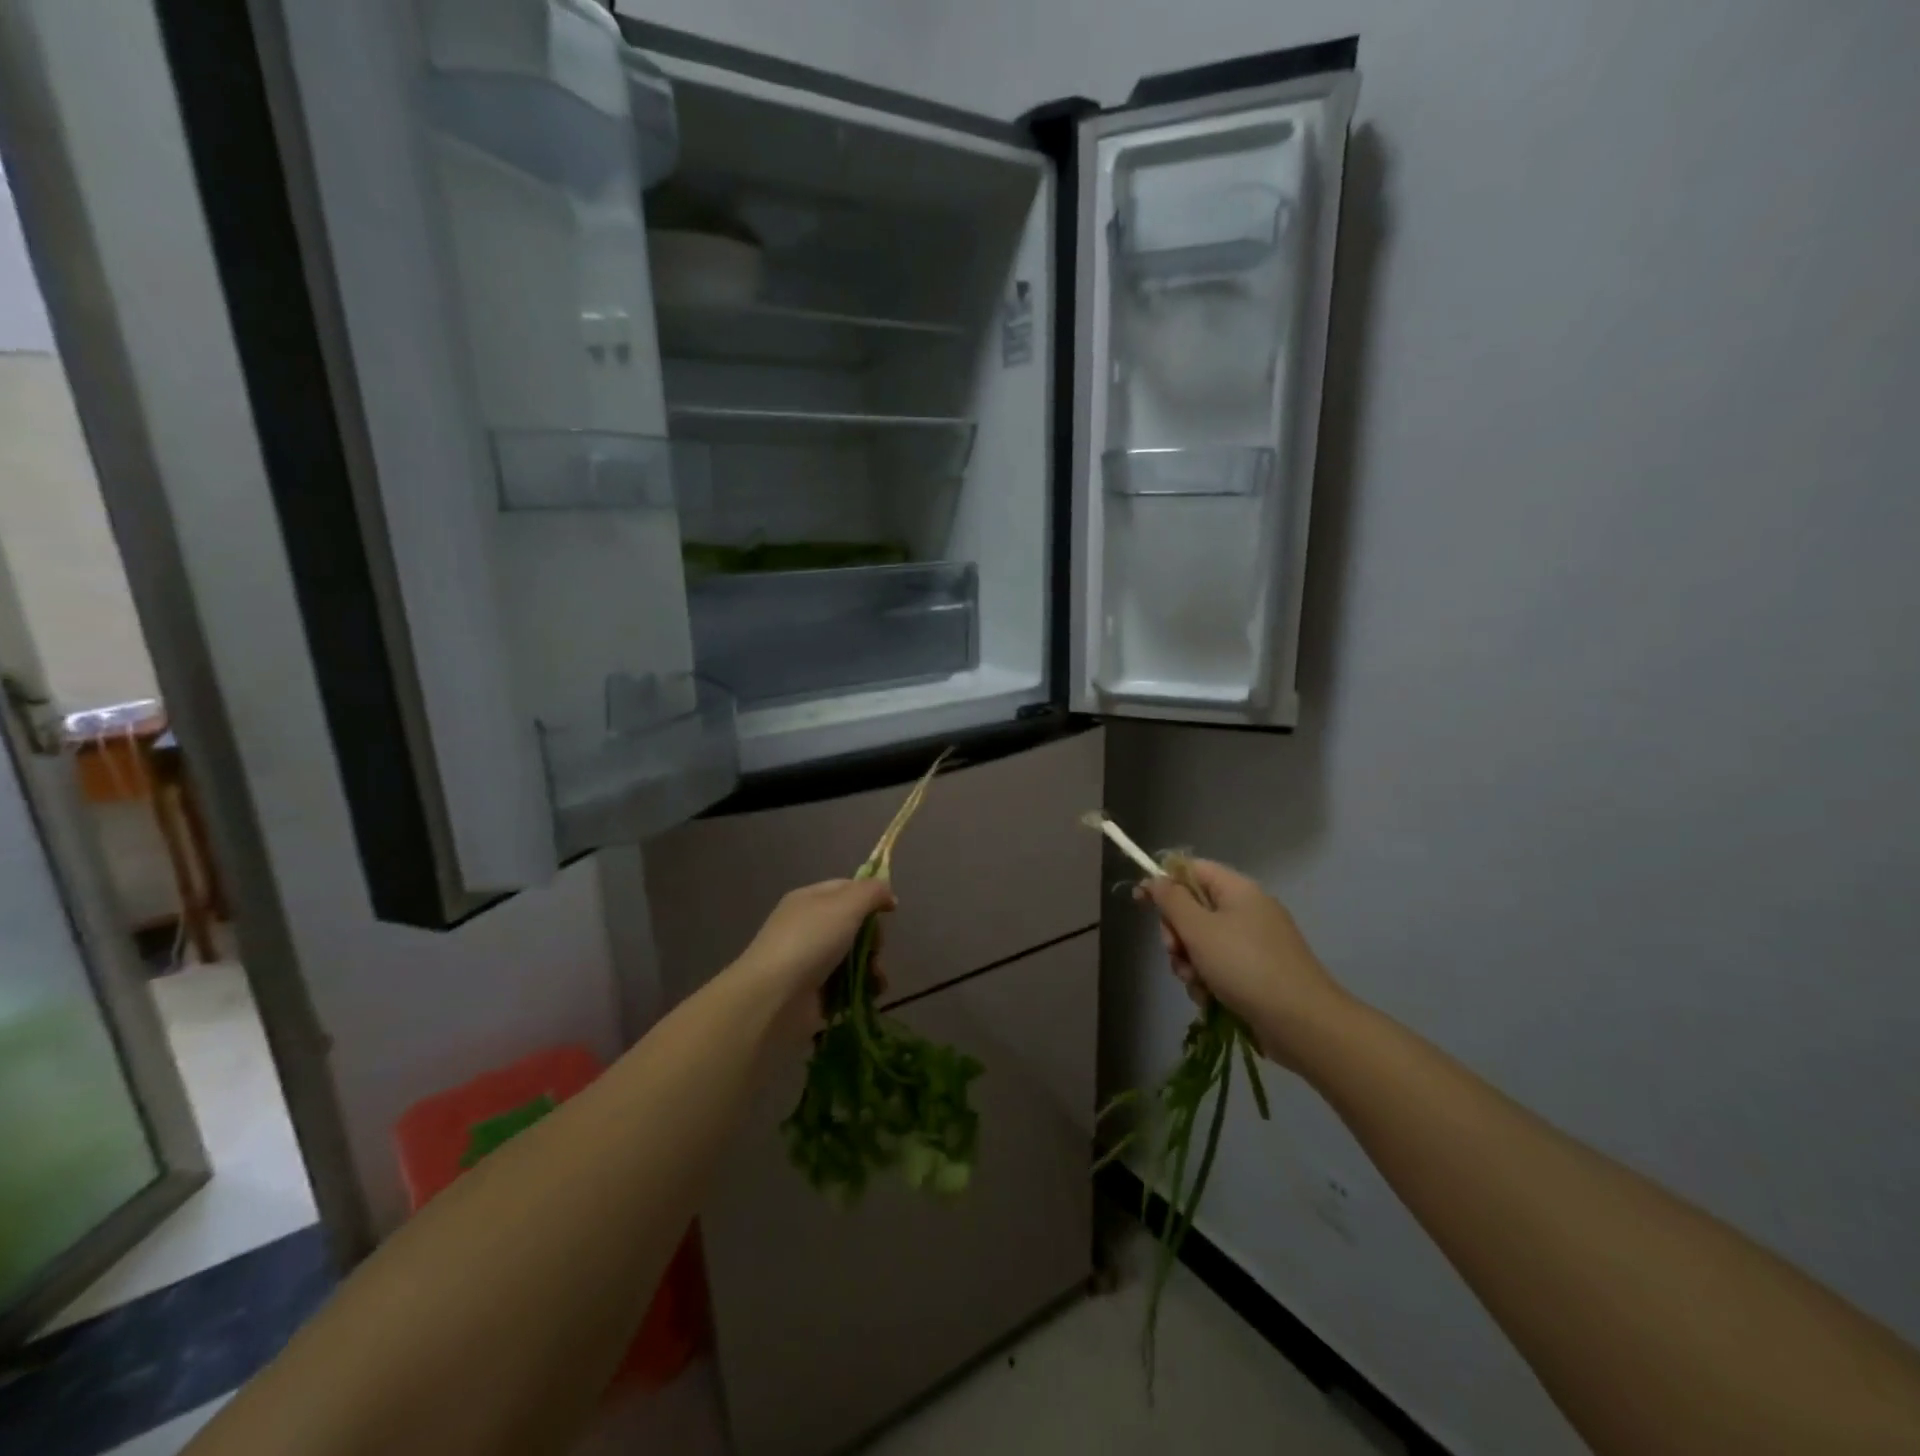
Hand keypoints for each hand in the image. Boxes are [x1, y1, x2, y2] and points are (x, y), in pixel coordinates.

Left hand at [730, 878, 895, 1039]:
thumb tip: (888, 895)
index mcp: (811, 899)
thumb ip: (872, 892)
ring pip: (855, 956)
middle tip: (874, 950)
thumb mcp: (846, 905)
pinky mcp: (816, 992)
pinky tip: (871, 993)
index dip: (871, 896)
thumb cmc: (810, 941)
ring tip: (875, 979)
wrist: (774, 998)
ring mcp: (811, 961)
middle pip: (855, 925)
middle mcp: (809, 927)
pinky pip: (848, 984)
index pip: (847, 888)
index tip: (891, 911)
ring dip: (872, 966)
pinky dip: (863, 988)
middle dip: (873, 939)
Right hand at [1140, 860, 1348, 1070]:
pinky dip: (1208, 980)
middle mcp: (1247, 910)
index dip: (1163, 882)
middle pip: (1193, 908)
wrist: (1301, 1023)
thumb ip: (1172, 900)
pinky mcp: (1257, 972)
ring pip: (1202, 942)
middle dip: (1177, 933)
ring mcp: (1254, 943)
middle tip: (1176, 952)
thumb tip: (1156, 879)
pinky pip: (1219, 966)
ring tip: (1195, 983)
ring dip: (1189, 962)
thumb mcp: (1199, 929)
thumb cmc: (1245, 966)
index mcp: (1238, 890)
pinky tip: (1209, 999)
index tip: (1140, 902)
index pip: (1192, 869)